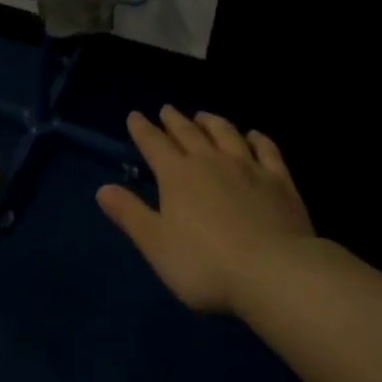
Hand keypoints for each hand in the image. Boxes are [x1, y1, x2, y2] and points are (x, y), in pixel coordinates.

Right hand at [97, 106, 313, 315]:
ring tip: (203, 115)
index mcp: (177, 175)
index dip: (142, 129)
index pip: (154, 144)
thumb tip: (103, 189)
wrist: (273, 271)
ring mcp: (248, 167)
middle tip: (167, 109)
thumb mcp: (156, 245)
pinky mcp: (279, 180)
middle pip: (189, 133)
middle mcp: (210, 161)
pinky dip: (258, 138)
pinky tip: (254, 135)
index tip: (135, 116)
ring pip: (226, 133)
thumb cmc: (205, 264)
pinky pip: (266, 150)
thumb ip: (131, 214)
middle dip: (174, 120)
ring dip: (212, 122)